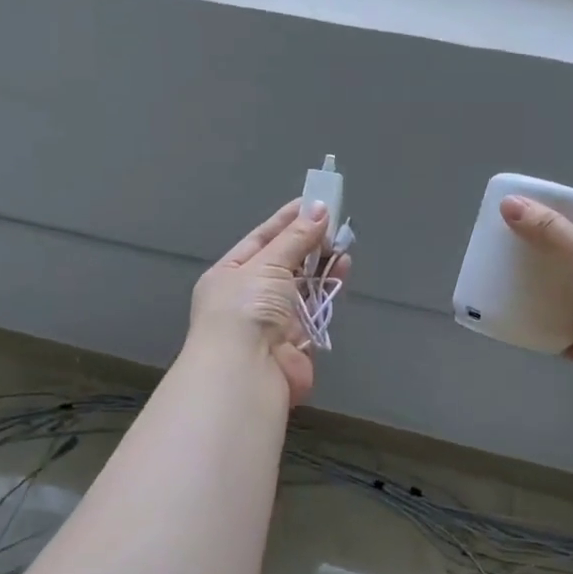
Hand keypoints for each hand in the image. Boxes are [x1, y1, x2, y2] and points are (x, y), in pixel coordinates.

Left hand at [187, 198, 345, 406]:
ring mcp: (272, 320)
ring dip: (322, 264)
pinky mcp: (296, 340)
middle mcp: (248, 296)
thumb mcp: (268, 264)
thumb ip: (296, 238)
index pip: (260, 239)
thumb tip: (321, 209)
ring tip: (344, 243)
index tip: (314, 202)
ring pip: (302, 285)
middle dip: (308, 242)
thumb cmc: (246, 308)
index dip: (287, 220)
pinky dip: (328, 289)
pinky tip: (343, 270)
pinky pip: (315, 307)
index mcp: (229, 274)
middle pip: (283, 262)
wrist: (247, 371)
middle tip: (336, 222)